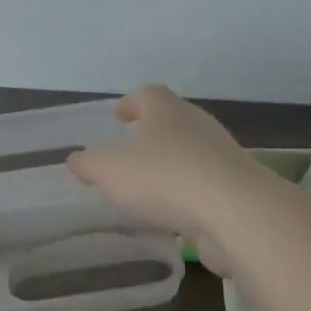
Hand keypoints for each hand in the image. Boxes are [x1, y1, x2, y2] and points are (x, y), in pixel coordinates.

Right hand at [67, 84, 274, 276]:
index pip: (147, 95)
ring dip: (169, 167)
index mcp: (166, 109)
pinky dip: (185, 195)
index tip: (117, 116)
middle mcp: (196, 124)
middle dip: (150, 135)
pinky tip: (171, 215)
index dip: (130, 103)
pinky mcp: (235, 189)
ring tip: (146, 188)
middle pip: (171, 122)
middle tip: (129, 152)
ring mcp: (220, 156)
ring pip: (188, 154)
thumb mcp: (110, 170)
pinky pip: (202, 186)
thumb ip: (89, 164)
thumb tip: (76, 159)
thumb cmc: (164, 176)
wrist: (234, 211)